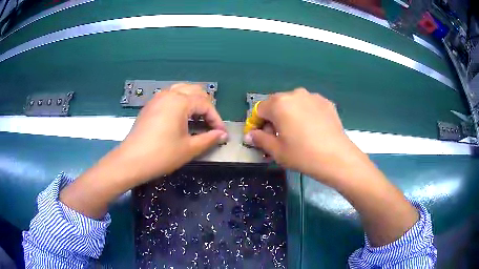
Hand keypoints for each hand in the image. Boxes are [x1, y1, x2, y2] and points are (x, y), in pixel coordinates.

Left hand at [116, 84, 227, 182]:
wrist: (131, 161)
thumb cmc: (162, 155)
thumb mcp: (189, 148)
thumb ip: (209, 138)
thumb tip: (222, 135)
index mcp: (180, 101)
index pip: (205, 104)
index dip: (216, 119)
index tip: (221, 133)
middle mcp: (169, 94)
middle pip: (195, 91)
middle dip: (206, 106)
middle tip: (211, 124)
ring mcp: (157, 98)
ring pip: (182, 90)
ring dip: (193, 101)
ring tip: (198, 118)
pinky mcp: (150, 105)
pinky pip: (170, 96)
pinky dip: (181, 102)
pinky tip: (181, 117)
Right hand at [243, 88, 363, 184]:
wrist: (337, 157)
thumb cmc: (303, 155)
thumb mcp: (277, 151)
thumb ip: (260, 139)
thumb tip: (249, 135)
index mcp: (279, 104)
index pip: (259, 110)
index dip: (257, 124)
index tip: (261, 137)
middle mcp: (294, 94)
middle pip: (276, 104)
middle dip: (273, 119)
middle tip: (279, 137)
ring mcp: (312, 96)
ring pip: (293, 103)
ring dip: (289, 115)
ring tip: (296, 133)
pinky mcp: (325, 102)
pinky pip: (308, 105)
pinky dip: (305, 114)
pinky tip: (311, 129)